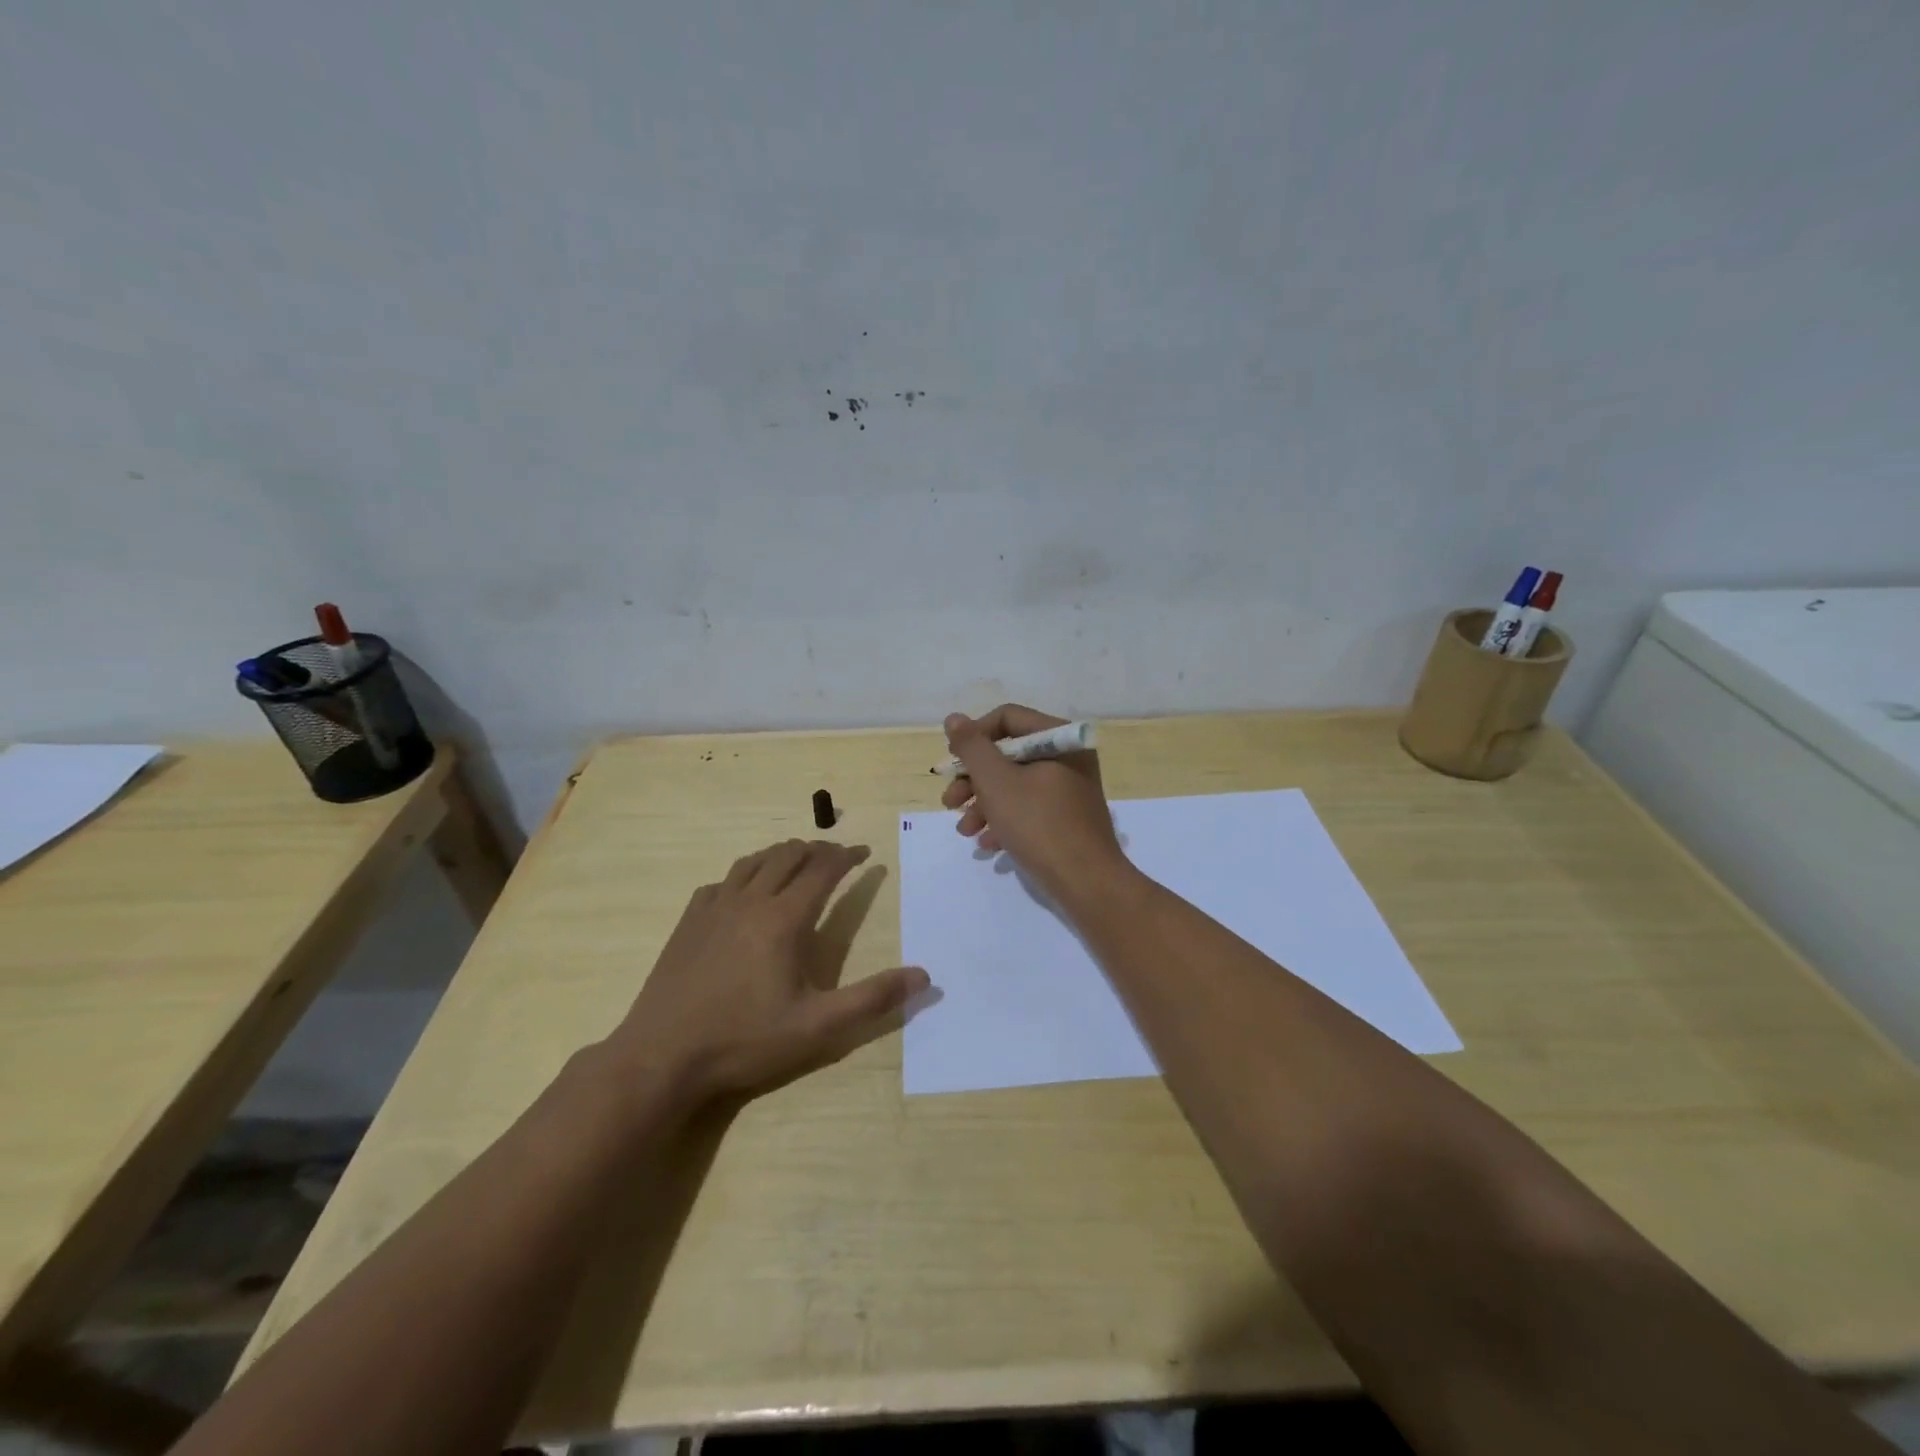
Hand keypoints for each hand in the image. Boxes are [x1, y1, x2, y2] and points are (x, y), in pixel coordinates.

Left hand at [606, 840, 927, 1106]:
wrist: (661, 1058)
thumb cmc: (744, 1041)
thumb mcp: (818, 1028)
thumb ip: (872, 999)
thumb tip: (924, 975)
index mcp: (783, 919)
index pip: (822, 870)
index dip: (847, 857)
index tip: (866, 854)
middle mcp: (749, 901)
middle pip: (788, 855)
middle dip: (818, 849)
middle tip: (837, 856)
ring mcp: (714, 908)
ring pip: (753, 862)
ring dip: (781, 854)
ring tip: (797, 861)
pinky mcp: (688, 922)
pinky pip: (721, 882)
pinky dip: (743, 875)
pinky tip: (743, 892)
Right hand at [942, 704, 1127, 899]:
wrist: (1087, 883)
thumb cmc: (1039, 824)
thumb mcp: (996, 782)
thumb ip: (972, 747)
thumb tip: (954, 719)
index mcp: (1058, 738)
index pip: (1007, 718)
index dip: (974, 737)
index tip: (952, 763)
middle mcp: (1068, 757)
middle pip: (1008, 754)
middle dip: (974, 779)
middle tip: (949, 801)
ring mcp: (1070, 789)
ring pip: (1015, 785)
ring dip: (983, 804)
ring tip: (964, 830)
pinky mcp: (1068, 818)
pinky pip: (1030, 809)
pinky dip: (1005, 821)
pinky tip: (988, 844)